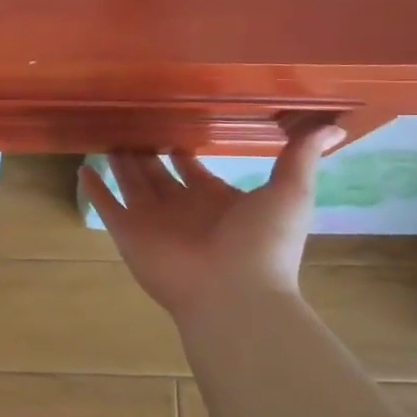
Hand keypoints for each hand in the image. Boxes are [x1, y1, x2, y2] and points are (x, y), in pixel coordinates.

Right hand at [81, 120, 343, 320]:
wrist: (234, 293)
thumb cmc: (263, 243)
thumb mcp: (290, 192)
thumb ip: (300, 156)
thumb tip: (333, 126)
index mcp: (216, 199)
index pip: (195, 169)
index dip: (185, 149)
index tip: (172, 123)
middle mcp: (181, 208)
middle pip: (158, 174)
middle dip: (147, 152)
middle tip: (131, 124)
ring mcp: (153, 222)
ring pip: (131, 184)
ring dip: (120, 163)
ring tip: (107, 137)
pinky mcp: (129, 234)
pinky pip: (107, 206)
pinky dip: (95, 189)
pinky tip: (83, 169)